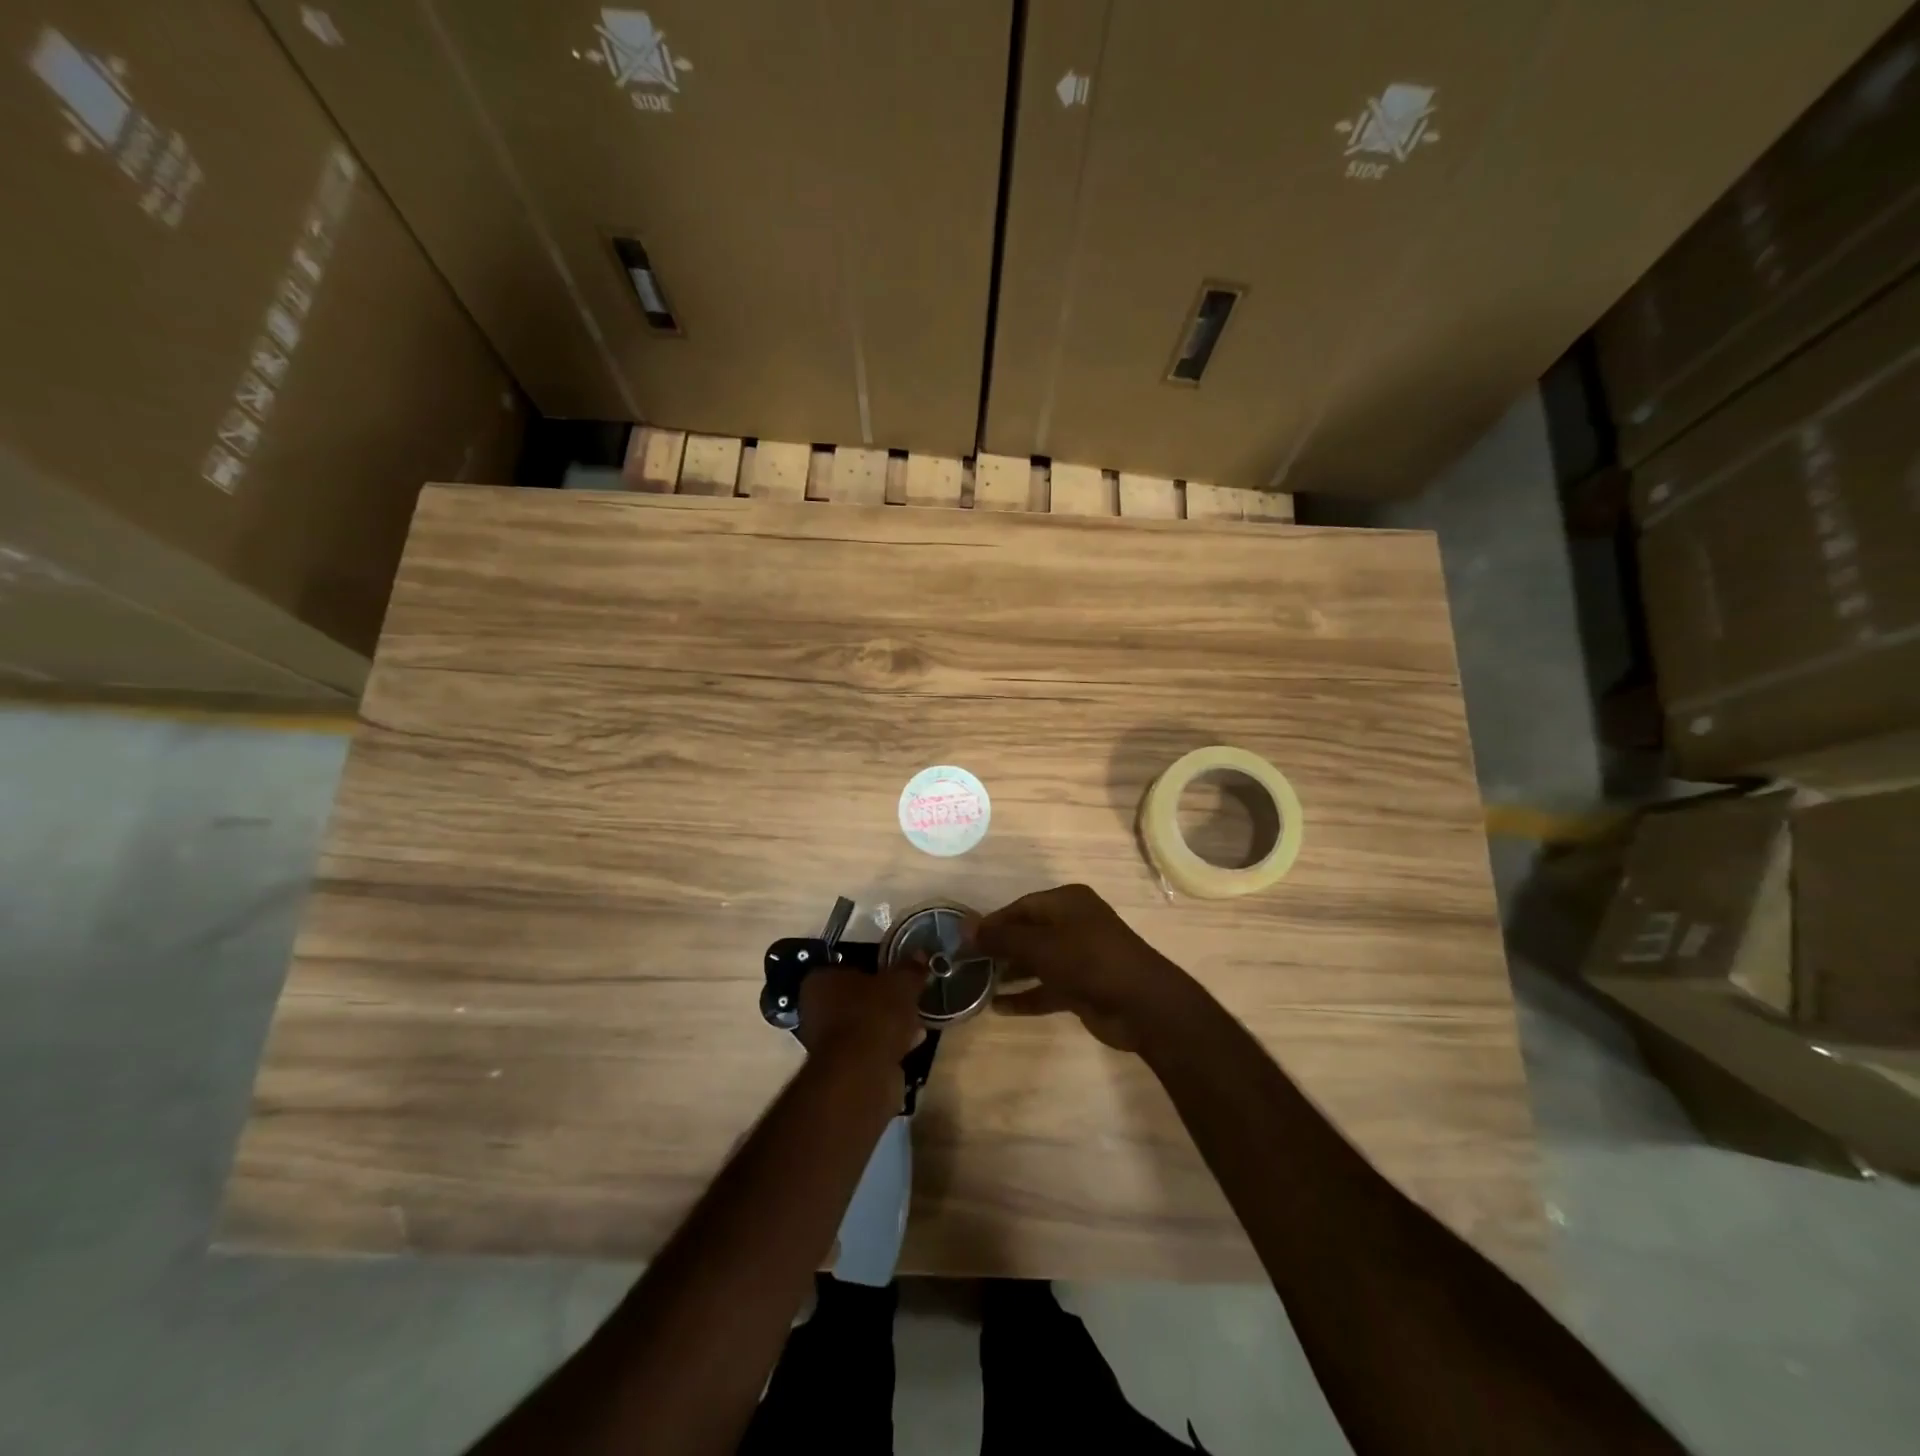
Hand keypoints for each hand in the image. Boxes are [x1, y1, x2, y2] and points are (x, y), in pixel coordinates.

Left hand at [796, 961, 926, 1066]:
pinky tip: (913, 1043)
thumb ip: (909, 969)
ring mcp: (826, 1042)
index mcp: (820, 981)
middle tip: (908, 999)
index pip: (846, 968)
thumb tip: (919, 955)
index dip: (873, 970)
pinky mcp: (842, 1068)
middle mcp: (815, 1010)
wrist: (862, 1073)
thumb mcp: (900, 983)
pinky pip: (869, 1048)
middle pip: (855, 998)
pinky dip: (888, 1045)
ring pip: (863, 1025)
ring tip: (916, 1021)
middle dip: (882, 1000)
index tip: (895, 975)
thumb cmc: (874, 1015)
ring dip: (888, 1024)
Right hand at [972, 885, 1189, 1051]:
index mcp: (1067, 902)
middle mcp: (1074, 924)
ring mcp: (1080, 957)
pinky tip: (999, 1007)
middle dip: (999, 948)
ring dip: (1010, 972)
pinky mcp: (1083, 987)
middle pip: (1028, 933)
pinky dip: (1026, 995)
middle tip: (967, 964)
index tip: (964, 940)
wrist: (1142, 1005)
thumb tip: (965, 929)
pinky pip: (1047, 987)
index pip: (1021, 907)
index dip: (993, 923)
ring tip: (977, 984)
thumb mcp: (1040, 946)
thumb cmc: (1088, 961)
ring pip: (1037, 961)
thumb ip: (1002, 938)